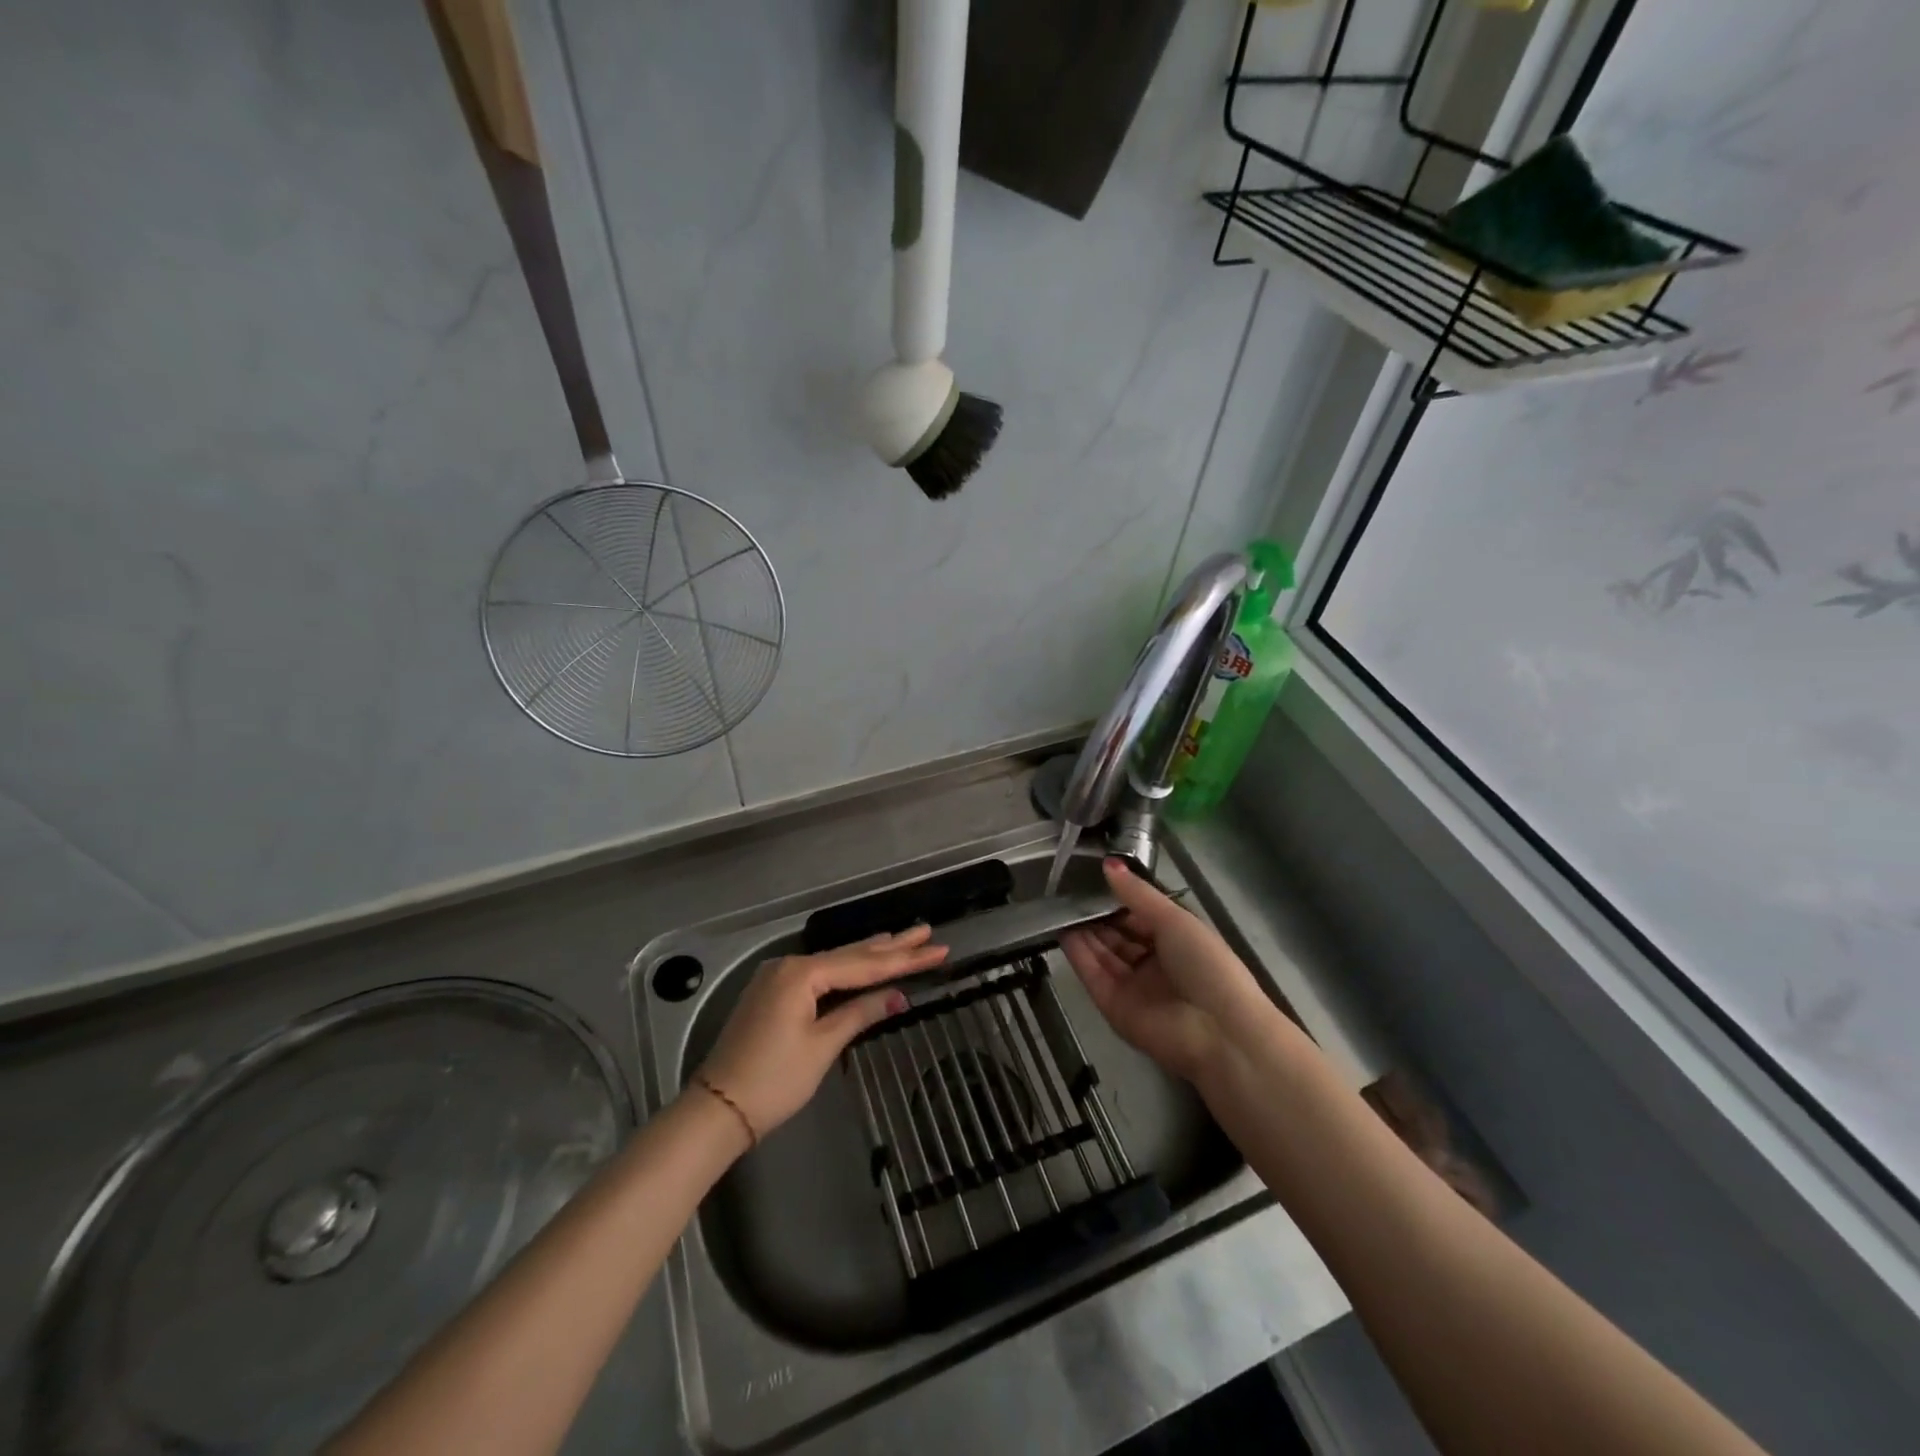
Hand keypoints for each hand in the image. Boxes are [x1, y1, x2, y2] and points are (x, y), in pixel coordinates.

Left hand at [697, 925, 947, 1140]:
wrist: (717, 1108)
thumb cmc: (773, 1080)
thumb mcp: (822, 1046)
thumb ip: (860, 1013)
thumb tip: (899, 995)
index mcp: (802, 974)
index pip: (864, 964)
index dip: (904, 958)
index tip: (938, 949)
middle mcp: (789, 965)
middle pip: (850, 954)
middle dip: (891, 946)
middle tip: (926, 932)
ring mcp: (778, 977)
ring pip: (834, 961)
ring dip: (870, 953)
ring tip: (902, 938)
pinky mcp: (773, 992)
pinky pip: (819, 972)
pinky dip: (846, 968)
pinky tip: (861, 960)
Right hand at [1060, 859, 1269, 1081]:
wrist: (1218, 1031)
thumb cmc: (1206, 965)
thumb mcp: (1175, 919)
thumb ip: (1137, 894)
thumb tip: (1108, 863)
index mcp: (1177, 941)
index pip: (1140, 916)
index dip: (1119, 899)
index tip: (1093, 877)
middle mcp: (1154, 963)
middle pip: (1119, 936)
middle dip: (1098, 916)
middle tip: (1070, 892)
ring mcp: (1133, 986)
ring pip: (1103, 954)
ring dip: (1085, 932)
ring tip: (1061, 907)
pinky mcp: (1114, 1006)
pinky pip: (1093, 975)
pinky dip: (1079, 955)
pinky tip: (1063, 931)